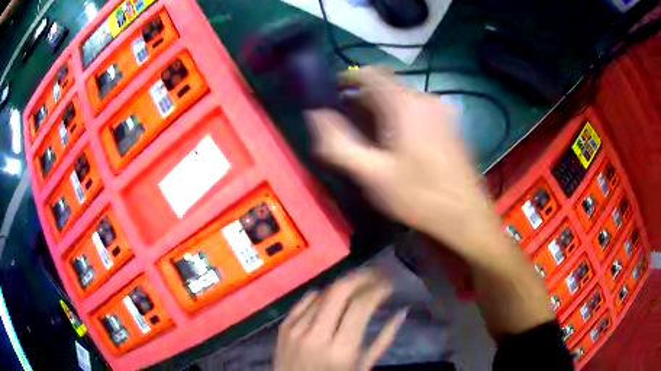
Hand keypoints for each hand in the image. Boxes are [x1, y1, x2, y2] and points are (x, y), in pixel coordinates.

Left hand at [275, 269, 407, 370]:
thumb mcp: (363, 367)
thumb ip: (383, 340)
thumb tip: (401, 312)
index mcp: (342, 349)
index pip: (361, 305)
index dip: (378, 288)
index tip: (389, 284)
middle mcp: (317, 335)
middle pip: (339, 291)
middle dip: (361, 277)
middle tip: (376, 274)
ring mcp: (296, 329)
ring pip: (323, 293)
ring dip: (343, 285)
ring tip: (359, 284)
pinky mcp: (284, 327)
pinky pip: (305, 300)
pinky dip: (322, 295)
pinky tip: (333, 296)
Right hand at [306, 68, 506, 263]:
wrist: (465, 215)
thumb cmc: (418, 196)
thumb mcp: (372, 174)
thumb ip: (339, 143)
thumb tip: (315, 115)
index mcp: (405, 104)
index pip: (370, 74)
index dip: (347, 78)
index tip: (332, 92)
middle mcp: (425, 99)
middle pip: (386, 87)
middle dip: (362, 99)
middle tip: (346, 122)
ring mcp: (441, 111)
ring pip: (402, 99)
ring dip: (380, 110)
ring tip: (368, 135)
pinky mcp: (449, 125)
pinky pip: (416, 110)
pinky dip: (399, 117)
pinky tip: (395, 142)